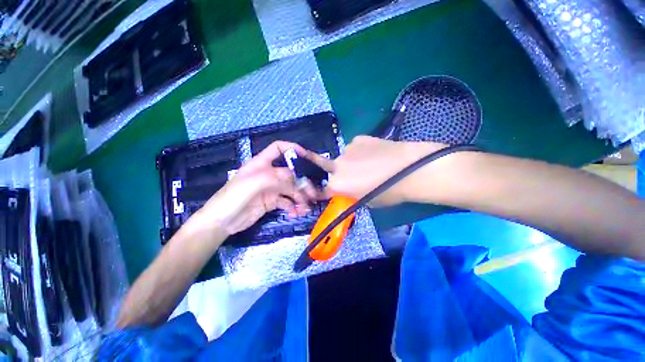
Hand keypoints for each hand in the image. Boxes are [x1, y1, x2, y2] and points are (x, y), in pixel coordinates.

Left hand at [193, 141, 320, 235]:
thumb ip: (274, 177)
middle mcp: (268, 174)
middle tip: (312, 193)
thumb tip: (295, 176)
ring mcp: (271, 188)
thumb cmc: (232, 198)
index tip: (306, 156)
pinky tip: (297, 212)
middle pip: (290, 173)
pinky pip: (287, 201)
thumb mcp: (252, 184)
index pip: (278, 148)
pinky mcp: (272, 202)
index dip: (292, 148)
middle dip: (302, 182)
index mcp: (261, 163)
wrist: (221, 223)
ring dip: (300, 197)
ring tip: (306, 207)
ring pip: (291, 189)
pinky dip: (294, 206)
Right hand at [306, 136, 443, 206]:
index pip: (322, 189)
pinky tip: (374, 153)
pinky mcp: (358, 138)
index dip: (324, 191)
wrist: (411, 169)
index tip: (328, 190)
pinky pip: (354, 148)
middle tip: (353, 176)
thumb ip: (351, 194)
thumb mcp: (366, 201)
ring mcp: (347, 150)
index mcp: (338, 185)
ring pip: (343, 157)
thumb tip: (349, 189)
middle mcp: (337, 166)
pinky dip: (360, 152)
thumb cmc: (389, 193)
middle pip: (329, 170)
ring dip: (350, 162)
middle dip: (338, 174)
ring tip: (369, 163)